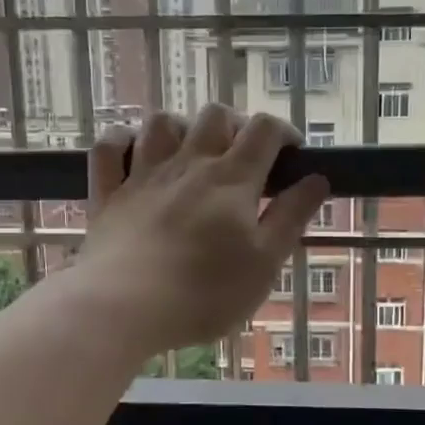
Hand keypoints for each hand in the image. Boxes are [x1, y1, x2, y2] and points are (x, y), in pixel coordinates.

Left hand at [75, 107, 329, 354]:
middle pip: (214, 115)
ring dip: (181, 128)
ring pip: (161, 122)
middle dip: (234, 125)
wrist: (124, 308)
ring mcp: (143, 175)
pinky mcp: (107, 194)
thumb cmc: (204, 293)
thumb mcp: (265, 262)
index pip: (264, 129)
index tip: (292, 154)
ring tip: (190, 153)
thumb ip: (291, 217)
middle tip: (242, 158)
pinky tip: (133, 154)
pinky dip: (122, 141)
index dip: (283, 131)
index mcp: (232, 179)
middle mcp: (188, 164)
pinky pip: (109, 147)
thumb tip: (317, 179)